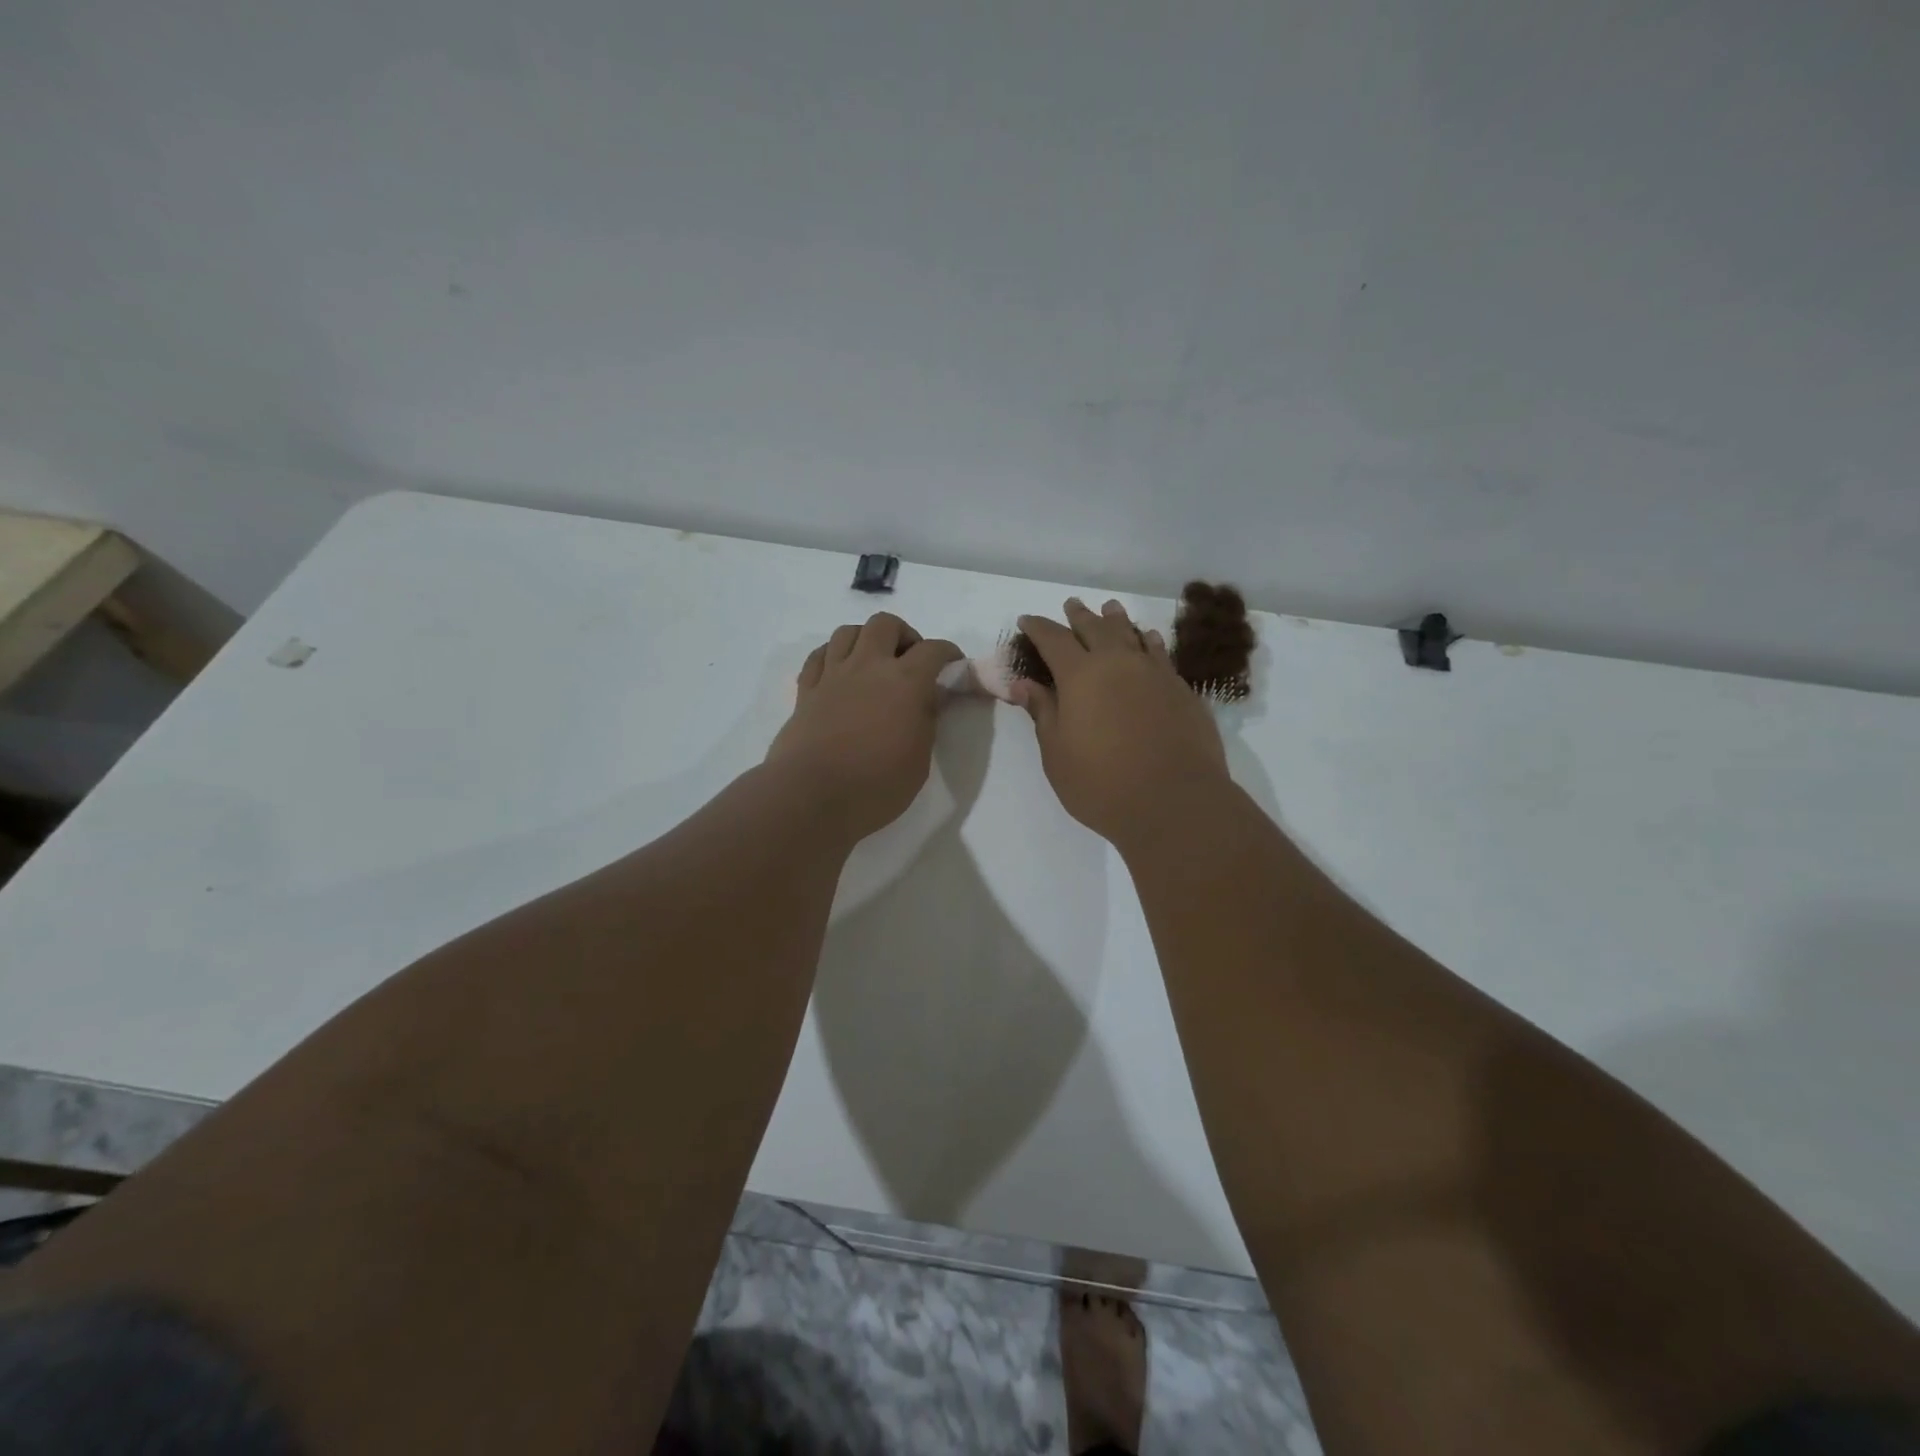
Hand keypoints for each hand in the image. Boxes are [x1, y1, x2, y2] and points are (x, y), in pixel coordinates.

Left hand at [767, 612, 962, 839]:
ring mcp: (833, 675)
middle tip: (909, 661)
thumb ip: (926, 721)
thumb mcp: (919, 759)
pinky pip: (819, 655)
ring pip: (848, 631)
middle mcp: (868, 666)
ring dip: (866, 639)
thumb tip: (927, 698)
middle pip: (885, 624)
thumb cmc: (876, 785)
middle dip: (903, 635)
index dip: (948, 652)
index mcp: (905, 682)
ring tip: (873, 663)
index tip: (953, 664)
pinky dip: (834, 655)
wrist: (812, 796)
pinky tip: (840, 672)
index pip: (933, 649)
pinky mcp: (806, 690)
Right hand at [1011, 598, 1229, 847]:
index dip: (1038, 628)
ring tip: (1109, 609)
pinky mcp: (1182, 689)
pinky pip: (1160, 653)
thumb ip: (1043, 712)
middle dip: (1079, 616)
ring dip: (1116, 620)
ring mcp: (1154, 673)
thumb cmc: (1102, 784)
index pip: (1053, 640)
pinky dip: (1148, 641)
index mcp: (1080, 676)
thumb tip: (1022, 683)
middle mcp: (1118, 663)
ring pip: (1132, 634)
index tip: (1026, 621)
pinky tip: (1148, 639)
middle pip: (1095, 628)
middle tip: (1071, 605)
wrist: (1175, 802)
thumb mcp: (1057, 753)